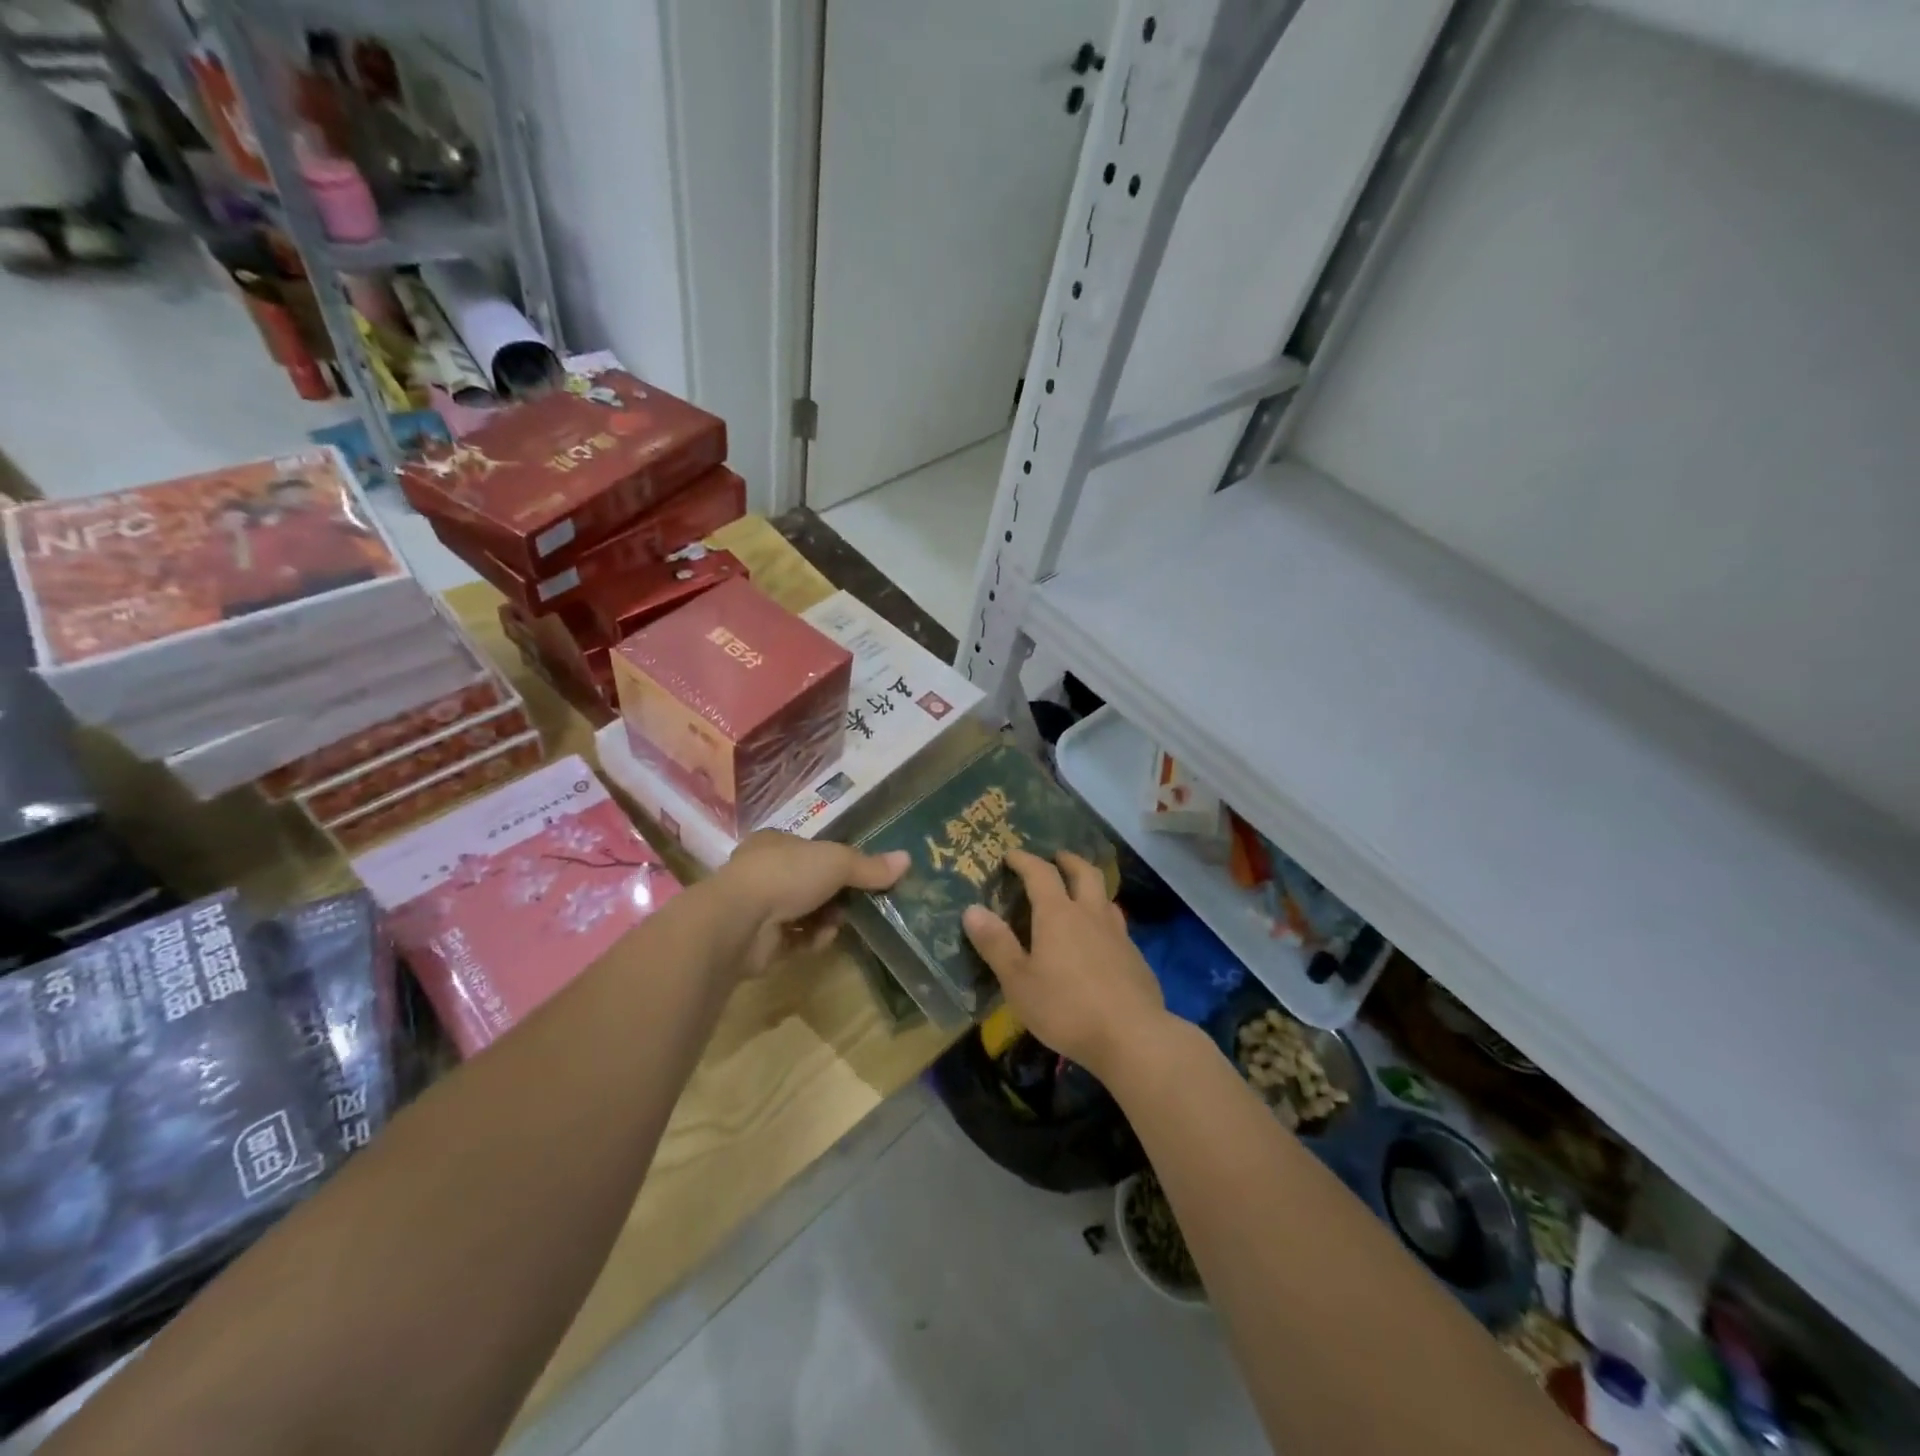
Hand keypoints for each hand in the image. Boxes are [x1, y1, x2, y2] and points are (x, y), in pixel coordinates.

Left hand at [714, 831, 908, 975]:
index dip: (839, 863)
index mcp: (776, 843)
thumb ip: (870, 866)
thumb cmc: (786, 875)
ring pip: (805, 914)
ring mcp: (759, 908)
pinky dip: (811, 941)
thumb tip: (907, 860)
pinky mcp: (759, 942)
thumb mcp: (837, 862)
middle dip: (836, 896)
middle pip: (812, 884)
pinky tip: (819, 941)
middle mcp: (764, 872)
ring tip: (837, 924)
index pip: (814, 850)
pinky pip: (796, 941)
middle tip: (857, 904)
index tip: (862, 877)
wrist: (739, 921)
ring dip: (826, 920)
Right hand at [962, 849, 1166, 1078]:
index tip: (1011, 854)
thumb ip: (996, 944)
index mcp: (1058, 915)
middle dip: (1068, 860)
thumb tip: (972, 910)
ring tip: (1080, 893)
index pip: (1041, 873)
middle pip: (1084, 873)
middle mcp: (1090, 914)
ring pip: (1105, 897)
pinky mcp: (1136, 957)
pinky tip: (1100, 940)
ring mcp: (1118, 934)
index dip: (1025, 860)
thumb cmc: (1065, 1008)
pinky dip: (1104, 920)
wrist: (1132, 1036)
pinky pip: (1117, 926)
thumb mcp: (1018, 981)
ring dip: (1091, 886)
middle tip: (1057, 858)